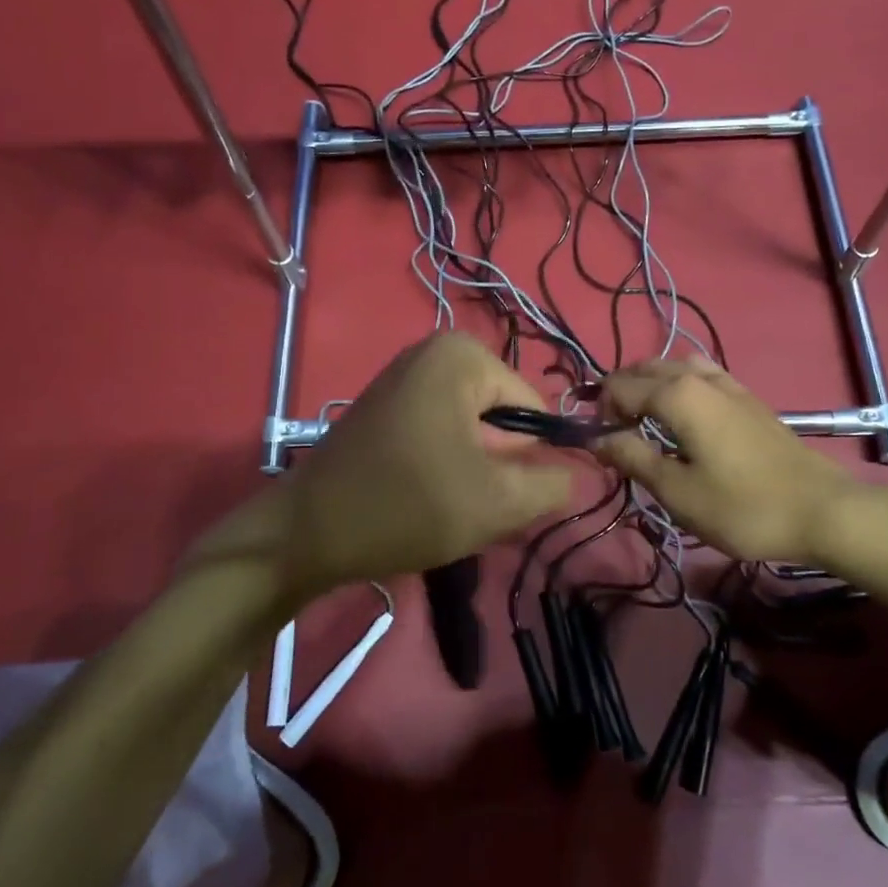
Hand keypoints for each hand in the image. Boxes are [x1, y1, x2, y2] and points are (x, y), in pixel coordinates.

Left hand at [216, 333, 575, 597]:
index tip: (511, 496)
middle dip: (500, 464)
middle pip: (501, 416)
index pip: (534, 406)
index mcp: (461, 356)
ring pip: (472, 429)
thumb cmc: (406, 506)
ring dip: (475, 470)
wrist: (306, 534)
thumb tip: (581, 471)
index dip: (535, 456)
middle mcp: (433, 352)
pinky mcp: (386, 406)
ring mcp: (404, 377)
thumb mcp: (497, 502)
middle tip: (477, 505)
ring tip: (451, 504)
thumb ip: (553, 483)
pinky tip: (428, 497)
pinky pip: (441, 431)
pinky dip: (447, 465)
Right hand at [592, 359, 887, 566]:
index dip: (600, 411)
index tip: (599, 443)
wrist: (822, 510)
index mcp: (677, 394)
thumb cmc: (743, 506)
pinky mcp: (747, 397)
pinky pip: (699, 375)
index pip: (619, 387)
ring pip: (673, 367)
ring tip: (645, 421)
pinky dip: (677, 386)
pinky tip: (684, 417)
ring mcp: (728, 383)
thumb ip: (633, 458)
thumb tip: (598, 438)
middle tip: (616, 433)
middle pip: (644, 369)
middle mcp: (699, 376)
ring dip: (649, 386)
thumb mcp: (677, 491)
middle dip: (621, 392)